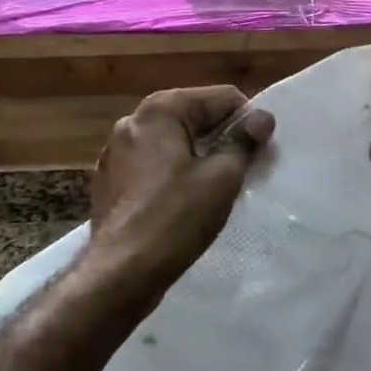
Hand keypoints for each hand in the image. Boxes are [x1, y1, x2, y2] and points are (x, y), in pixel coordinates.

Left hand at [88, 86, 274, 299]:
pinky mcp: (108, 180)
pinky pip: (151, 164)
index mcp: (160, 110)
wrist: (121, 273)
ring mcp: (115, 151)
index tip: (260, 152)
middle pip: (193, 116)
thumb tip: (262, 117)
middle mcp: (132, 120)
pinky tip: (181, 202)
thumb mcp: (222, 177)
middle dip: (221, 138)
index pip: (221, 97)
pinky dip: (171, 174)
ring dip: (196, 156)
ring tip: (214, 188)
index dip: (247, 121)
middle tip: (243, 170)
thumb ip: (244, 141)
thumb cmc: (176, 218)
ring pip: (171, 142)